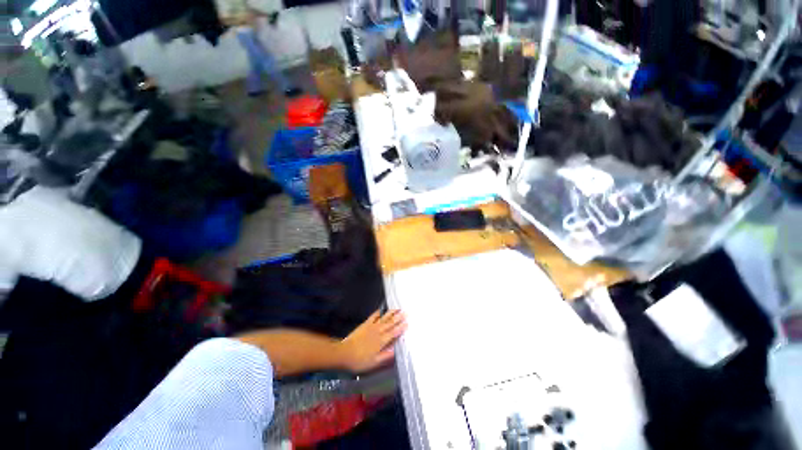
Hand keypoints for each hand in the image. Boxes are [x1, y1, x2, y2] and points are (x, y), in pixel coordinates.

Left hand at [338, 310, 406, 372]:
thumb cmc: (359, 360)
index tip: (407, 323)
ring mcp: (371, 327)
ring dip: (391, 313)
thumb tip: (396, 351)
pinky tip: (381, 310)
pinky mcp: (365, 324)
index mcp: (381, 341)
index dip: (401, 328)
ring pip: (384, 318)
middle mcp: (378, 332)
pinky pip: (373, 316)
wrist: (344, 353)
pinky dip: (378, 313)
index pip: (394, 333)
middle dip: (398, 318)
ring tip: (397, 308)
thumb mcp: (374, 362)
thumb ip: (385, 356)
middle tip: (406, 312)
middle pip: (390, 323)